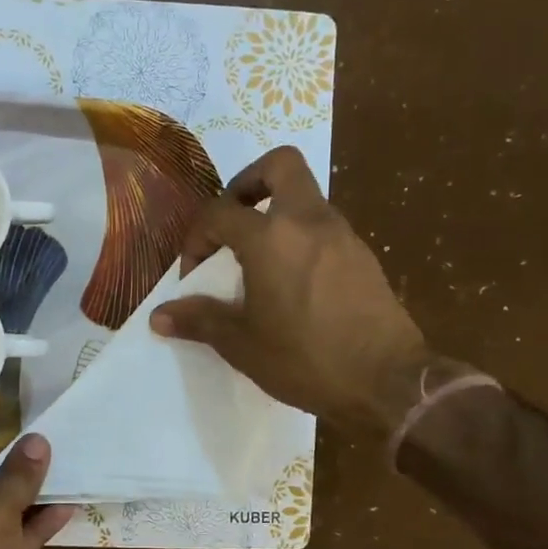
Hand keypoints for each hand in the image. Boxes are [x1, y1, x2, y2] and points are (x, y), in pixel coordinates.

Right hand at [149, 146, 430, 432]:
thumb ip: (200, 320)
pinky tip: (293, 284)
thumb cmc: (305, 359)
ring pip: (305, 197)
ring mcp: (343, 236)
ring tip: (258, 262)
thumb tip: (159, 316)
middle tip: (233, 221)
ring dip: (276, 215)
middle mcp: (309, 222)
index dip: (197, 237)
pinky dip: (301, 240)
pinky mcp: (363, 257)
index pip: (220, 212)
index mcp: (271, 238)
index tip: (195, 273)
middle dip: (249, 183)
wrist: (388, 383)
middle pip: (280, 165)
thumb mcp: (242, 344)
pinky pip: (324, 229)